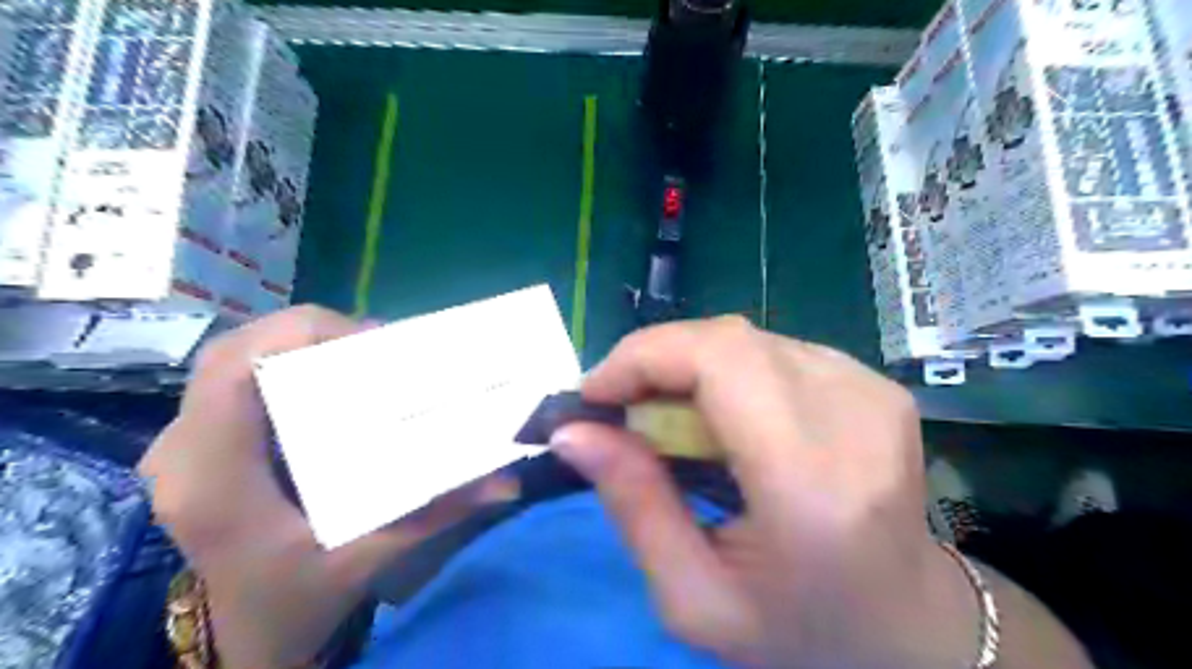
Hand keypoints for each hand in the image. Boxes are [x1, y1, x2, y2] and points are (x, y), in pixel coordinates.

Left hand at [138, 306, 511, 665]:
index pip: (235, 368)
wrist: (247, 634)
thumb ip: (433, 515)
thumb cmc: (297, 598)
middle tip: (377, 348)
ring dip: (298, 347)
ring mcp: (182, 445)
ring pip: (232, 359)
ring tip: (361, 358)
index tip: (371, 343)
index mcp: (214, 476)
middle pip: (234, 351)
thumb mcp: (368, 558)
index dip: (300, 335)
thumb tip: (505, 481)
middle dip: (309, 334)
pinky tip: (330, 381)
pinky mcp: (198, 445)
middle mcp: (182, 450)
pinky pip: (235, 380)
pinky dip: (284, 365)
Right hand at [550, 318, 977, 667]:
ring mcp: (871, 390)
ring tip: (668, 420)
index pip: (721, 360)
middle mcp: (853, 416)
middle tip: (621, 409)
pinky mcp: (874, 384)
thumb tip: (573, 432)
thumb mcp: (695, 600)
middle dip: (656, 361)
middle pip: (729, 338)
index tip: (596, 393)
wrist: (912, 626)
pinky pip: (775, 351)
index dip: (645, 356)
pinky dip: (729, 372)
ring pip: (747, 339)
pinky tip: (723, 417)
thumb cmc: (802, 630)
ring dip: (690, 367)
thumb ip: (633, 507)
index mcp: (812, 481)